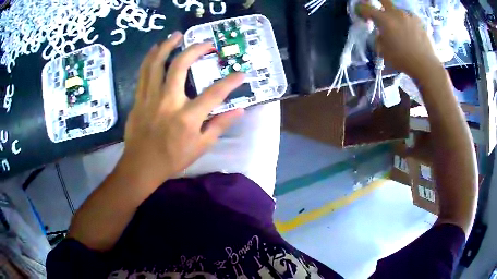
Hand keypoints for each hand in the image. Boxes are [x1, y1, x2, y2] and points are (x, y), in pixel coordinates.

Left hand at [119, 32, 244, 186]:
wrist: (141, 166)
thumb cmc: (172, 159)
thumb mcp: (200, 147)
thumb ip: (219, 126)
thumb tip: (240, 110)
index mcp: (187, 117)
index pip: (214, 93)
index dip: (230, 81)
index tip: (241, 73)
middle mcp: (168, 102)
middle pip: (180, 66)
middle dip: (195, 50)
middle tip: (206, 43)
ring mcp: (150, 98)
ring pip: (157, 64)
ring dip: (168, 46)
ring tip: (177, 35)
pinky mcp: (139, 99)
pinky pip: (143, 73)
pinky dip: (150, 58)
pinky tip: (155, 49)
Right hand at [357, 0, 440, 78]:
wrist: (426, 65)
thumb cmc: (403, 60)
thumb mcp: (384, 52)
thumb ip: (378, 39)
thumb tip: (379, 33)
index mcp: (385, 20)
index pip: (366, 8)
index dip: (361, 10)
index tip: (361, 13)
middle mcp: (396, 13)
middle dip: (378, 2)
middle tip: (380, 12)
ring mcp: (409, 16)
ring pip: (398, 10)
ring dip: (395, 16)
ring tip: (399, 27)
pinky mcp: (419, 21)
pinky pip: (409, 17)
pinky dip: (407, 21)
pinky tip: (410, 31)